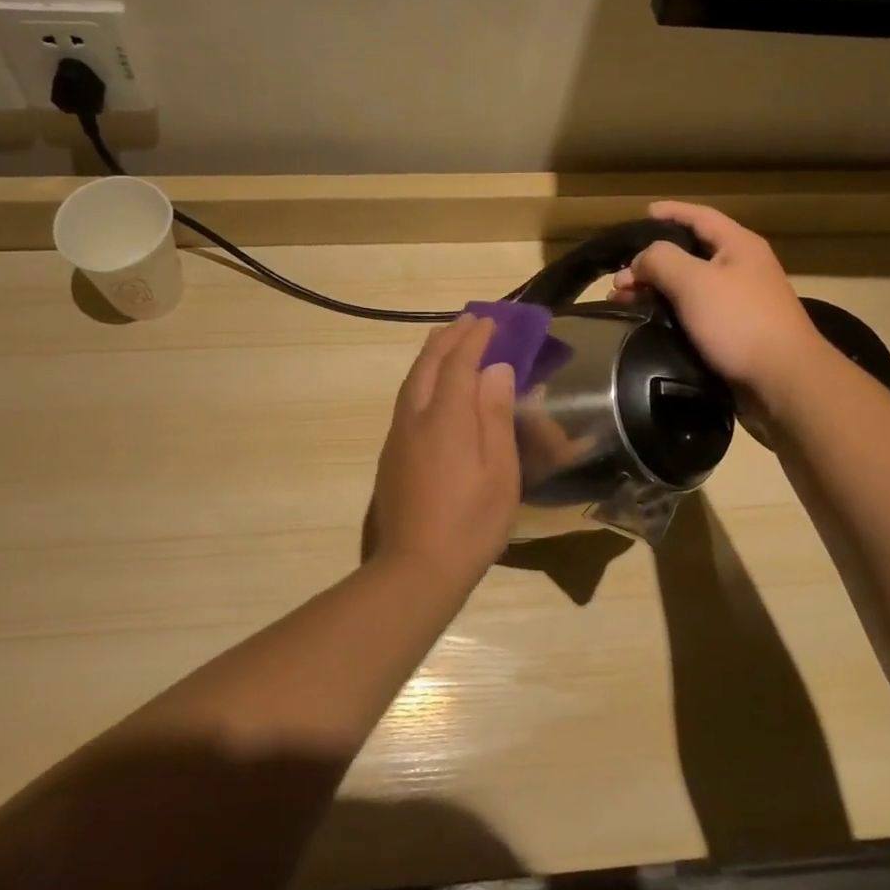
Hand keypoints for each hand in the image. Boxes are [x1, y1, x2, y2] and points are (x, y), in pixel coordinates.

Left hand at [369, 316, 519, 586]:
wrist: (415, 568)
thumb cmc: (470, 523)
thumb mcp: (499, 472)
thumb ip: (495, 416)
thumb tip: (495, 370)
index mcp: (446, 418)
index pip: (460, 362)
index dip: (476, 338)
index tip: (491, 321)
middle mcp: (416, 417)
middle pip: (429, 364)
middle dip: (449, 338)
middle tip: (469, 320)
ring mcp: (398, 436)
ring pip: (412, 380)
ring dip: (432, 355)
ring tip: (447, 341)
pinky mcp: (391, 454)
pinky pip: (406, 399)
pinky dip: (422, 378)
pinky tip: (431, 387)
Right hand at [611, 201, 829, 408]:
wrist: (781, 381)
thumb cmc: (738, 322)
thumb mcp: (693, 281)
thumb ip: (660, 260)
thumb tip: (640, 261)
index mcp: (738, 246)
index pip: (699, 216)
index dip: (670, 212)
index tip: (642, 214)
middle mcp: (741, 268)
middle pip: (689, 254)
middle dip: (651, 263)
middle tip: (618, 281)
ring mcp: (739, 302)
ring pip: (688, 286)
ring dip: (655, 291)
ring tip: (624, 305)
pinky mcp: (733, 332)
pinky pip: (694, 313)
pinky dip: (668, 314)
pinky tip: (648, 325)